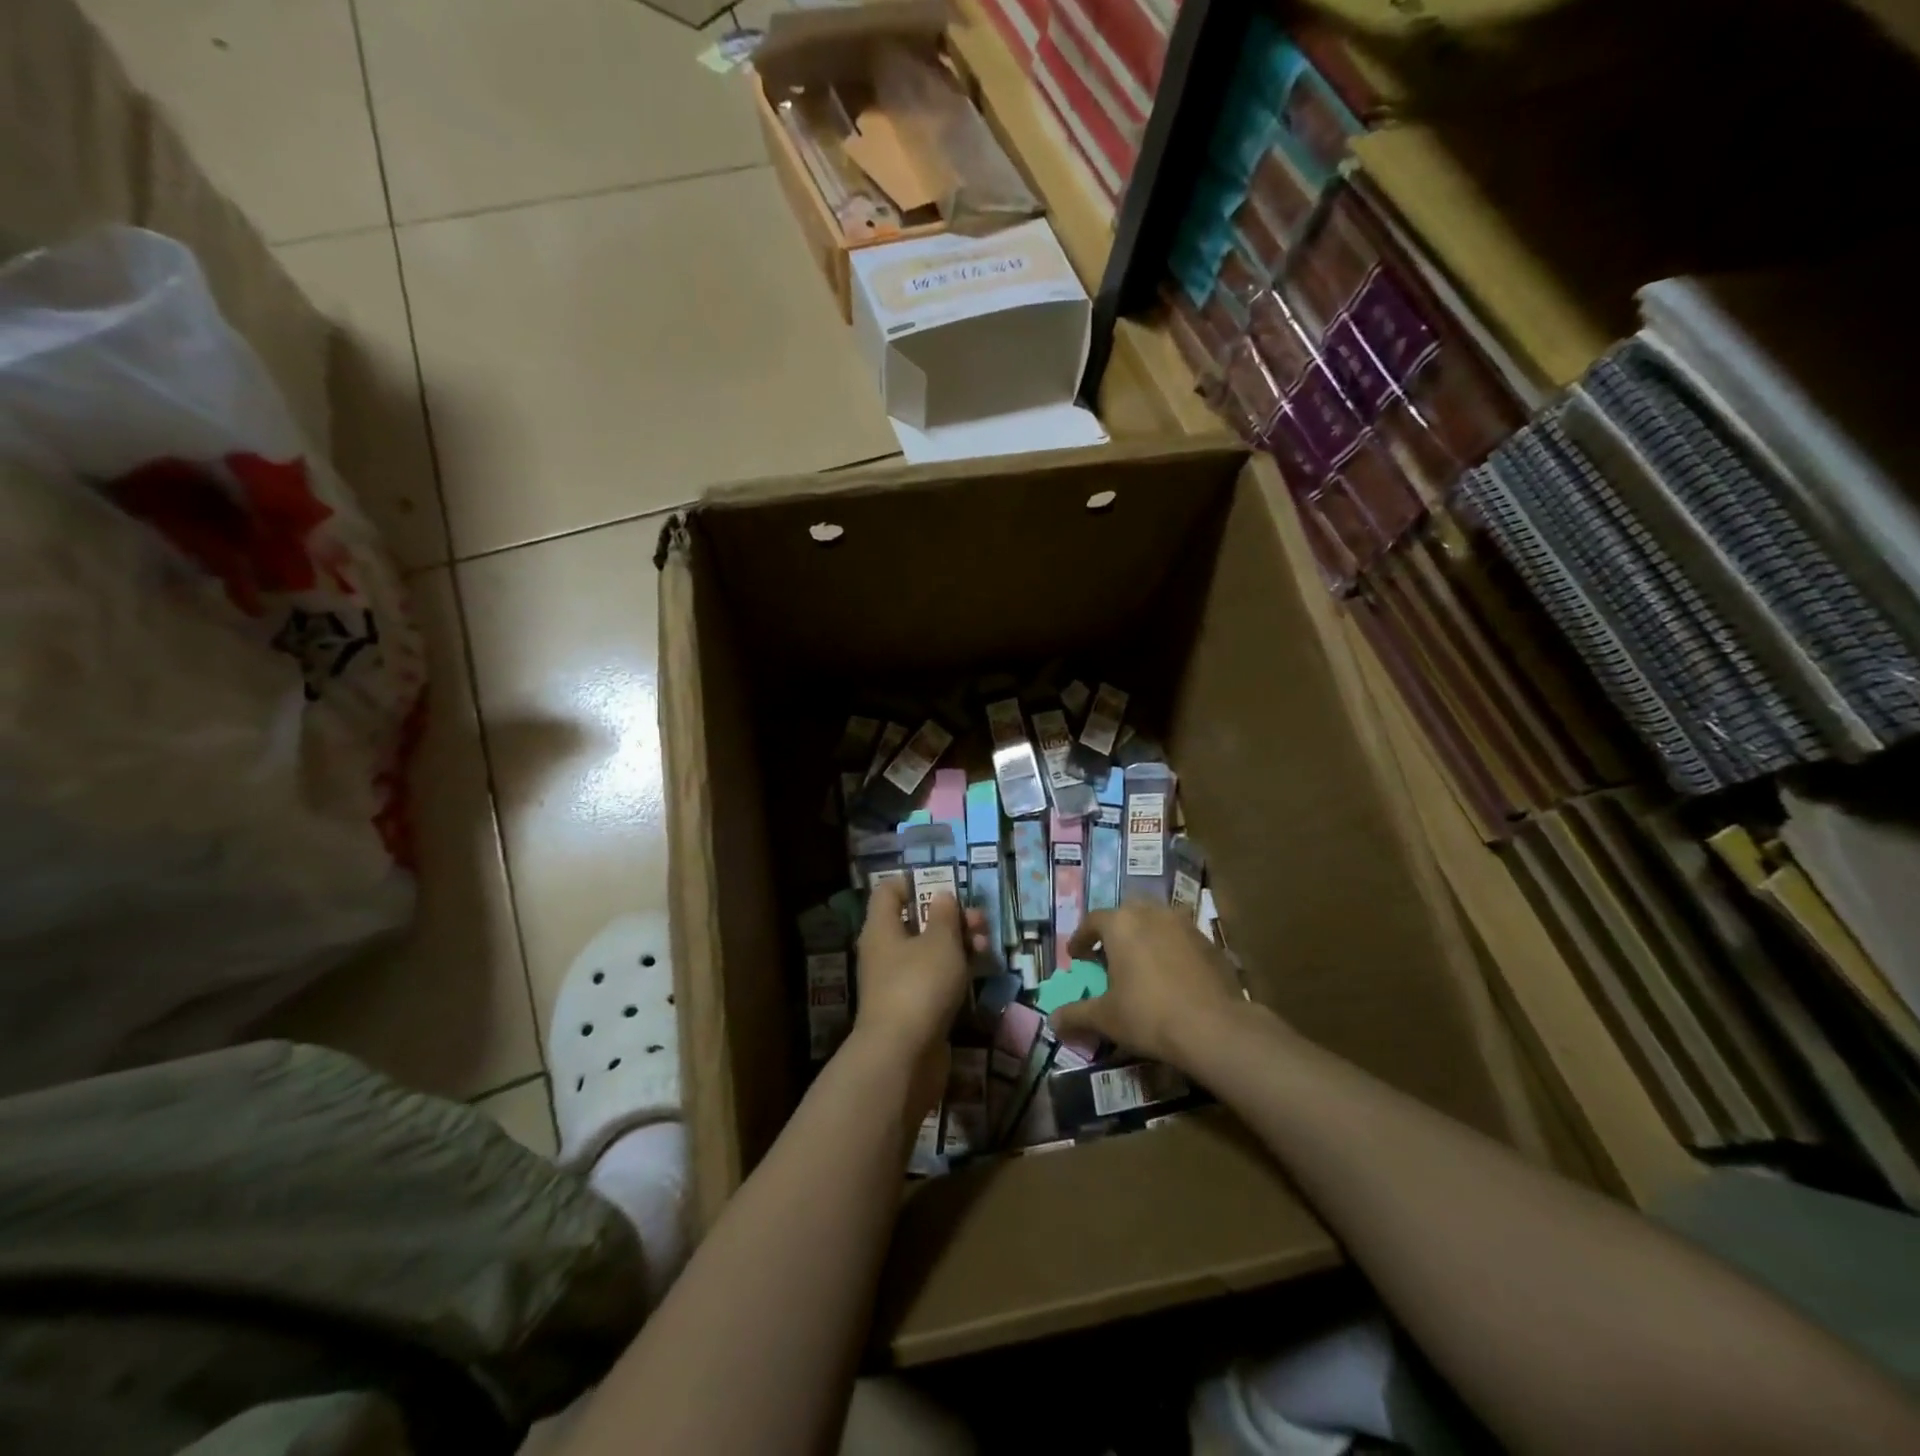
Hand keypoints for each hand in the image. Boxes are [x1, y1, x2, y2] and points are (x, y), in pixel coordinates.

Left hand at [852, 879, 984, 1115]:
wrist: (903, 1056)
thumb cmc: (919, 985)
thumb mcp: (939, 942)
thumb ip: (944, 916)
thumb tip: (942, 896)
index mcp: (882, 928)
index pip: (888, 892)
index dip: (913, 882)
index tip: (943, 883)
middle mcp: (885, 952)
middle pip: (916, 922)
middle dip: (950, 918)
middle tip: (979, 920)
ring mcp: (899, 983)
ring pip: (930, 952)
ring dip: (959, 945)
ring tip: (986, 946)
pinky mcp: (915, 1009)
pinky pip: (935, 979)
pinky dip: (956, 972)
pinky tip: (979, 971)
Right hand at [1052, 902, 1252, 1068]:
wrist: (1215, 1028)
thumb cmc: (1149, 1015)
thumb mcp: (1105, 1018)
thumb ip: (1076, 1015)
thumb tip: (1053, 1021)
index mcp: (1121, 923)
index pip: (1092, 921)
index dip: (1081, 938)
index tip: (1076, 956)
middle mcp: (1152, 913)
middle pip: (1126, 915)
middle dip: (1115, 933)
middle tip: (1108, 957)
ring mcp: (1184, 925)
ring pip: (1156, 923)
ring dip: (1145, 938)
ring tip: (1141, 965)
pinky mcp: (1210, 942)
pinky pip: (1181, 939)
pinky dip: (1170, 951)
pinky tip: (1172, 977)